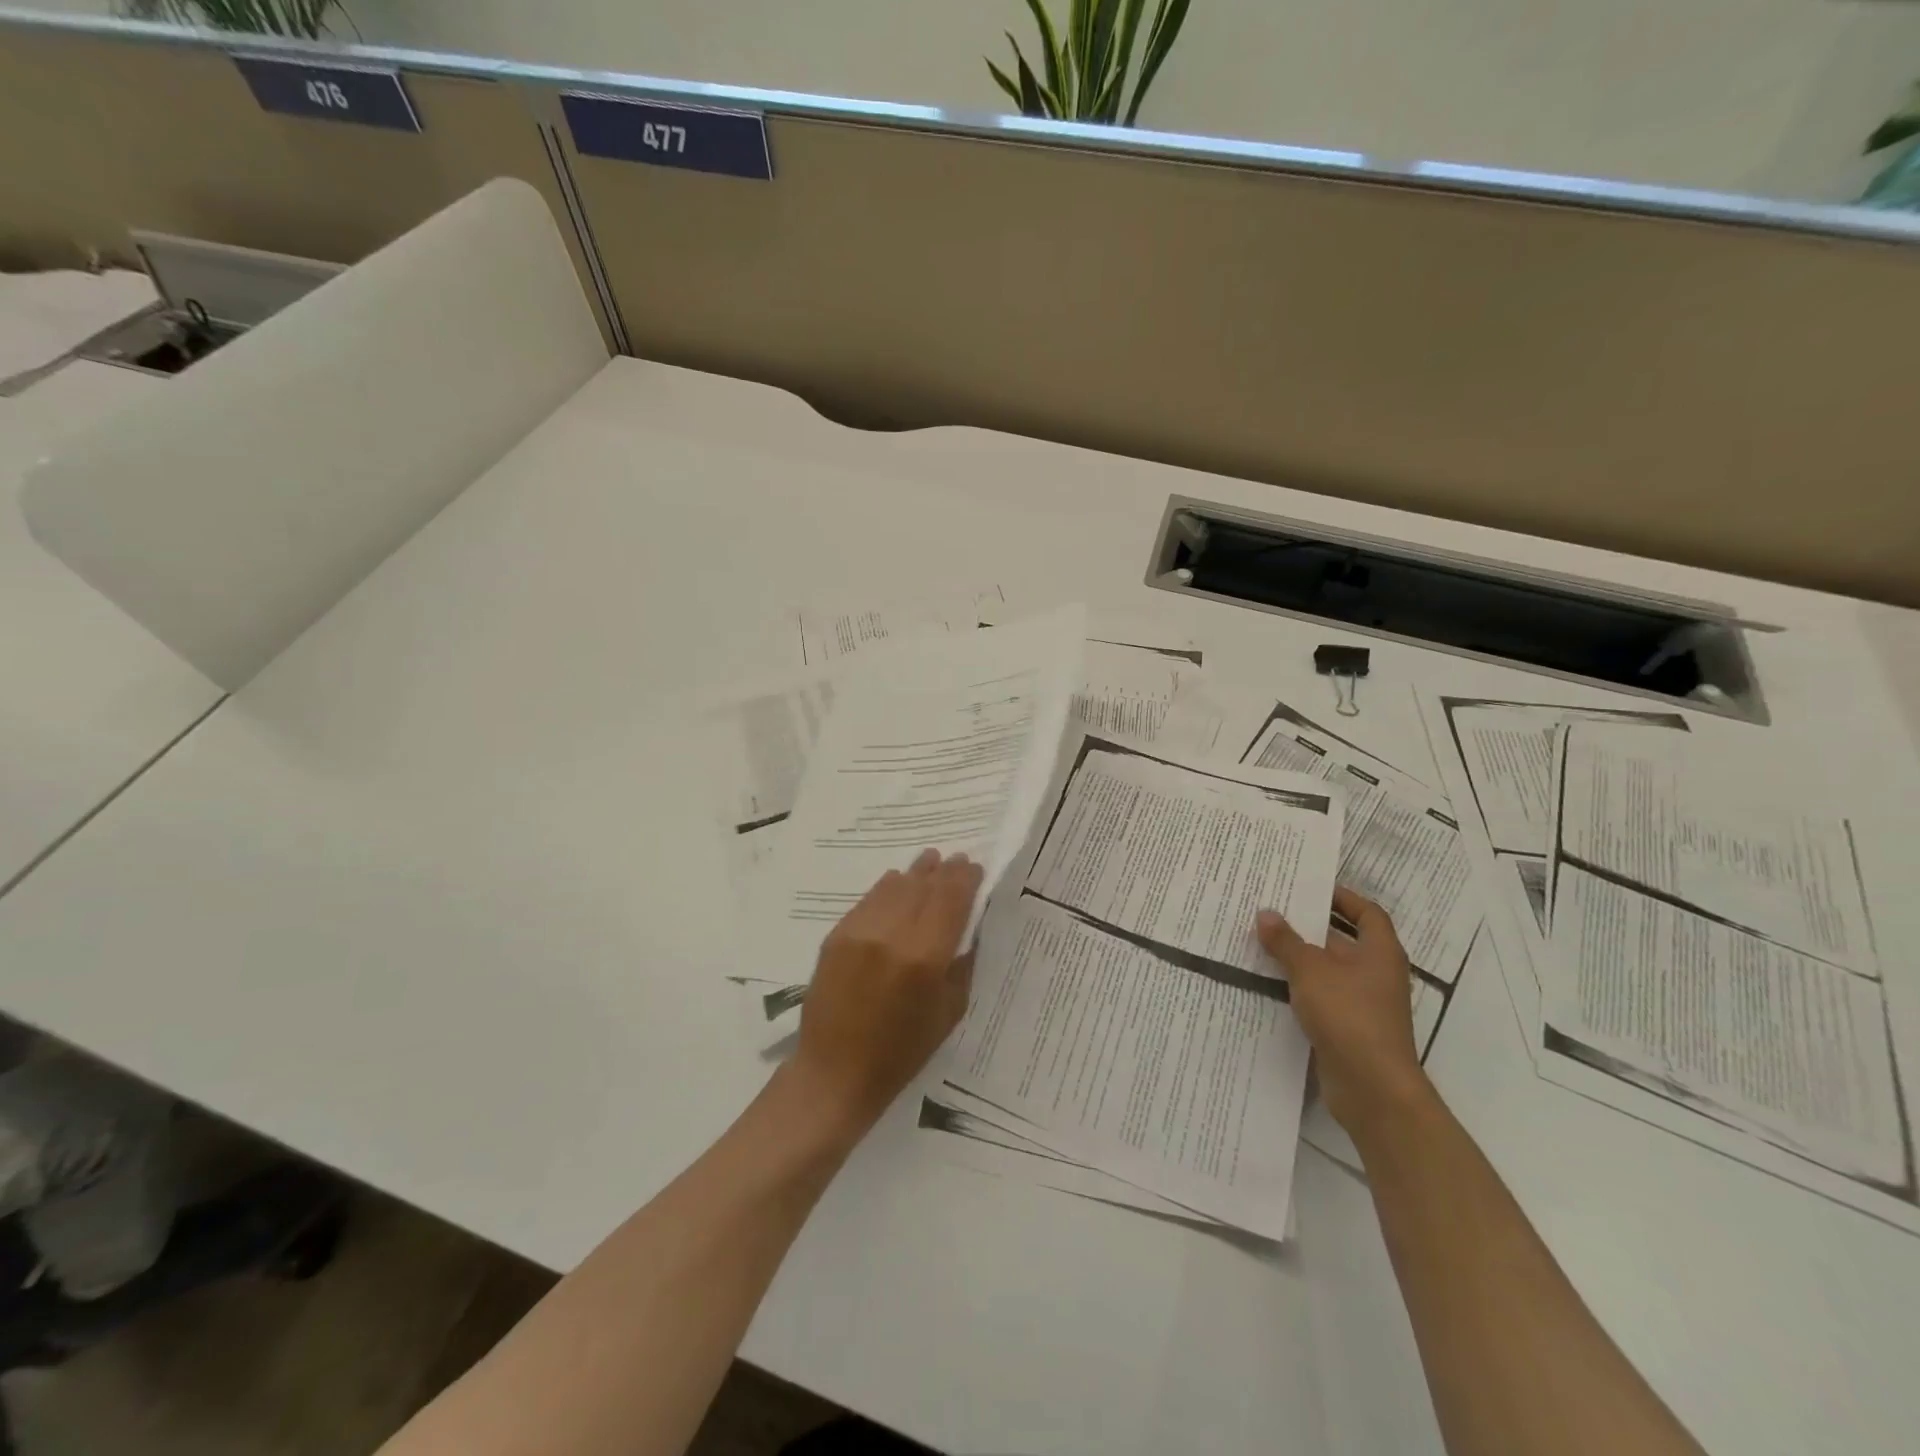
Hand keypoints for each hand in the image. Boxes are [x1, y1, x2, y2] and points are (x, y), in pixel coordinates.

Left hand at [788, 849, 984, 1137]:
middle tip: (956, 858)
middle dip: (943, 871)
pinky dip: (887, 888)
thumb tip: (967, 927)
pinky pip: (868, 900)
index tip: (973, 867)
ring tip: (929, 860)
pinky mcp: (837, 935)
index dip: (964, 879)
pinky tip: (897, 881)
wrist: (835, 1072)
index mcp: (925, 957)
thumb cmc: (902, 1052)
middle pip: (923, 887)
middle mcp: (892, 935)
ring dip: (915, 873)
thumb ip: (961, 964)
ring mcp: (860, 932)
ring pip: (894, 887)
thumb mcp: (949, 1012)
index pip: (951, 900)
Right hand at [1255, 887, 1431, 1135]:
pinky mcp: (1349, 1028)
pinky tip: (1269, 982)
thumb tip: (1266, 913)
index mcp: (1380, 952)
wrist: (1371, 1087)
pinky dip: (1300, 987)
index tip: (1311, 888)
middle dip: (1310, 926)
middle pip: (1344, 940)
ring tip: (1261, 941)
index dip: (1343, 898)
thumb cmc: (1349, 1015)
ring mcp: (1364, 1003)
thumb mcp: (1310, 970)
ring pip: (1329, 970)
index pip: (1367, 913)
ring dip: (1300, 958)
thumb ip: (1286, 941)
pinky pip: (1322, 997)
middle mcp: (1376, 974)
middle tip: (1272, 910)